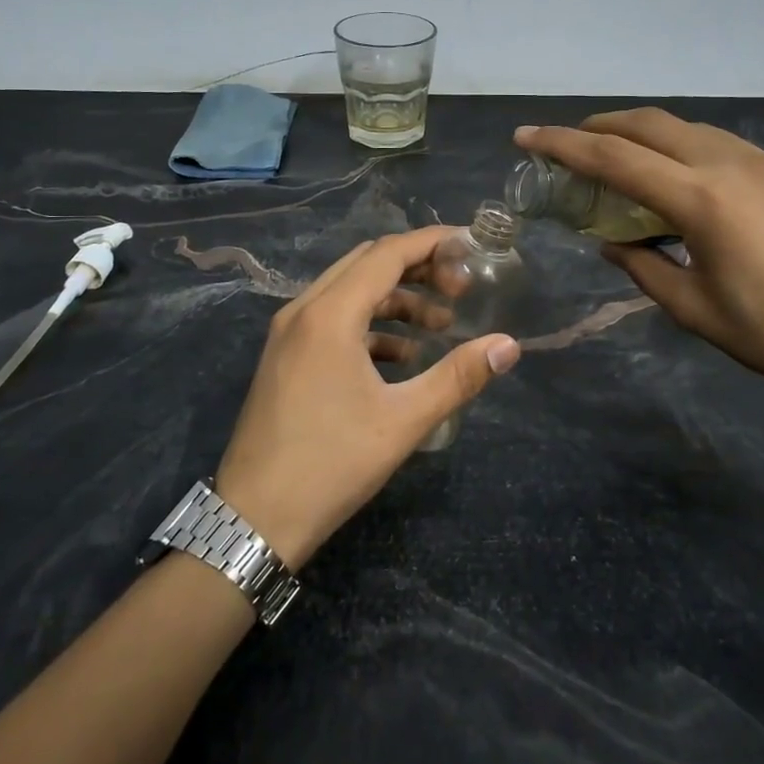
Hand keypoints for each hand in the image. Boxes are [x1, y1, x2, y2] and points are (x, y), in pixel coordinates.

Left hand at [214, 227, 519, 570]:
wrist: (254, 519)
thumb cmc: (331, 464)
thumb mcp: (403, 420)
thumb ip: (458, 377)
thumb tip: (508, 346)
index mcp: (330, 314)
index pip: (388, 254)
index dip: (432, 243)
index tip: (471, 244)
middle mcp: (304, 310)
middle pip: (367, 264)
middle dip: (417, 268)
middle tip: (460, 288)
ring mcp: (289, 334)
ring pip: (349, 292)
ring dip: (396, 299)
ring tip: (440, 326)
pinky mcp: (286, 357)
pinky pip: (334, 321)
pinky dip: (372, 325)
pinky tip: (403, 357)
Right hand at [515, 110, 763, 415]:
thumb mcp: (694, 309)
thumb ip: (643, 266)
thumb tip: (613, 242)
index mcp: (700, 199)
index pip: (614, 158)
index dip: (562, 144)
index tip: (525, 137)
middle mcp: (730, 163)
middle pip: (649, 124)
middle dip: (601, 126)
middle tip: (570, 145)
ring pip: (688, 128)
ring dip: (644, 135)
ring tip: (621, 160)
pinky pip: (722, 145)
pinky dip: (684, 149)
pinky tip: (682, 179)